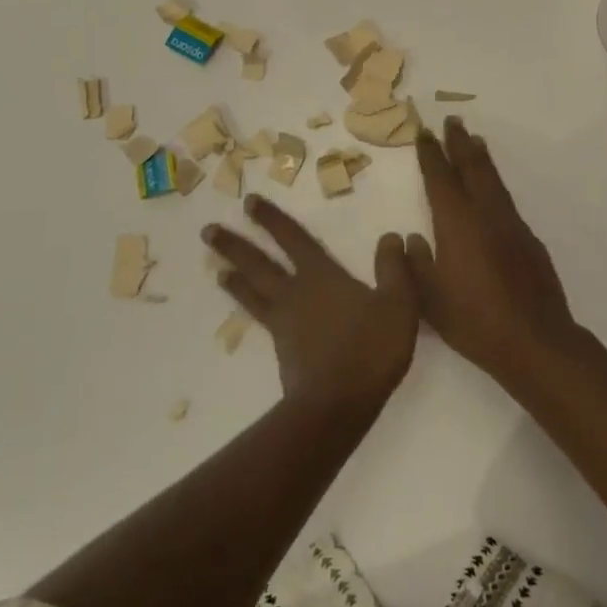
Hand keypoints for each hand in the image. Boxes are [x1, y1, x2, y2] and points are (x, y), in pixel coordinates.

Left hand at [204, 195, 419, 412]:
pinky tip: (246, 309)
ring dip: (234, 276)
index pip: (294, 239)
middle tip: (208, 230)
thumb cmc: (370, 349)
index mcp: (322, 276)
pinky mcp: (282, 349)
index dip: (272, 219)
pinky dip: (248, 306)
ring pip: (253, 291)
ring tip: (216, 267)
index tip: (249, 202)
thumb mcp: (398, 304)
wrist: (338, 403)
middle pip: (259, 263)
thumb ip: (394, 268)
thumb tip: (390, 236)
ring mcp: (284, 322)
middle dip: (235, 244)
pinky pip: (260, 318)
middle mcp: (296, 293)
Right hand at [410, 117, 580, 386]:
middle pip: (471, 167)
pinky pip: (506, 200)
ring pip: (493, 180)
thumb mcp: (430, 299)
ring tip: (474, 140)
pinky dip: (495, 183)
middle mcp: (485, 214)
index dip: (431, 154)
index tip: (424, 132)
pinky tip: (493, 191)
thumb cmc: (474, 321)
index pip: (440, 178)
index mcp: (457, 223)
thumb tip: (413, 238)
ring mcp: (511, 225)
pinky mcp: (529, 240)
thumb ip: (416, 264)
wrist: (535, 341)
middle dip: (459, 143)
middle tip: (452, 120)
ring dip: (481, 158)